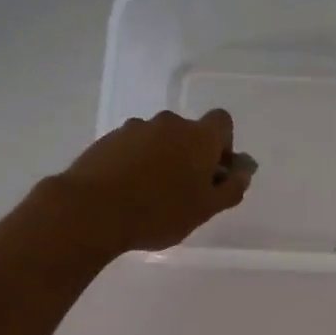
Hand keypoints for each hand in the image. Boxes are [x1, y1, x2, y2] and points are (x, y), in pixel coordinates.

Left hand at [60, 109, 251, 254]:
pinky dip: (136, 164)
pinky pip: (133, 148)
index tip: (214, 171)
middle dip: (190, 155)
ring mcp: (135, 129)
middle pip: (188, 132)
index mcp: (199, 137)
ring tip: (151, 195)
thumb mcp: (206, 209)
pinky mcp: (108, 140)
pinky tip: (128, 192)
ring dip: (162, 159)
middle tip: (184, 191)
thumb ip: (230, 189)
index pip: (222, 122)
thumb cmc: (160, 212)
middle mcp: (169, 124)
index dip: (223, 144)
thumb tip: (243, 172)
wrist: (92, 210)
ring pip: (159, 140)